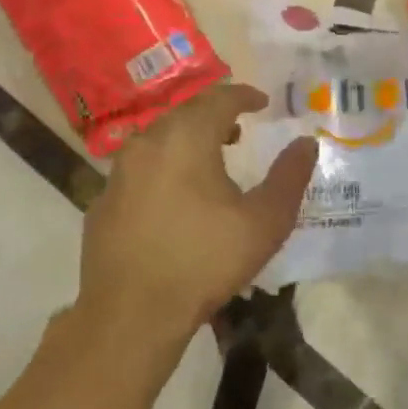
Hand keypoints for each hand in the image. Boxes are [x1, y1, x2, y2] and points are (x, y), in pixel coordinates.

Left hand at [75, 84, 316, 376]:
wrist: (132, 312)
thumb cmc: (205, 260)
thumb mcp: (265, 221)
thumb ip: (289, 176)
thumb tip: (306, 143)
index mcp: (186, 138)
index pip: (218, 99)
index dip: (244, 96)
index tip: (262, 103)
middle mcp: (147, 143)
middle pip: (184, 114)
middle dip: (214, 116)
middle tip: (238, 130)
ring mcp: (118, 172)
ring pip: (157, 139)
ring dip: (186, 140)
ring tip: (208, 161)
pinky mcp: (101, 201)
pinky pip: (138, 169)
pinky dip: (162, 168)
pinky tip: (173, 198)